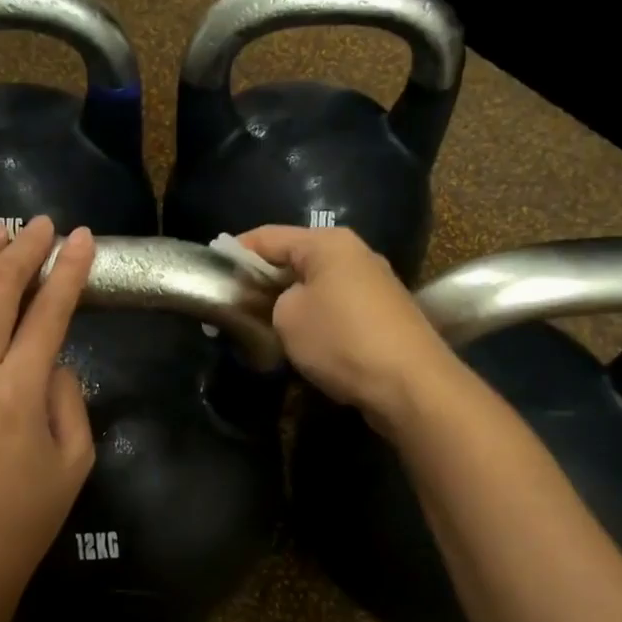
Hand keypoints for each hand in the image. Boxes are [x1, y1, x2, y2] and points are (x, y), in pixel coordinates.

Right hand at [239, 226, 457, 428]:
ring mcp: (372, 284)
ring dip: (285, 305)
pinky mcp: (381, 315)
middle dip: (259, 283)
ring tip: (257, 328)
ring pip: (313, 287)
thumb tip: (273, 304)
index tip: (210, 274)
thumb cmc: (341, 339)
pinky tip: (296, 343)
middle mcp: (353, 254)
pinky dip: (311, 320)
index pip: (267, 237)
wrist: (411, 384)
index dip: (234, 253)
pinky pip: (333, 308)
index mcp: (328, 243)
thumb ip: (267, 301)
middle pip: (292, 260)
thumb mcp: (286, 317)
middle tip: (230, 307)